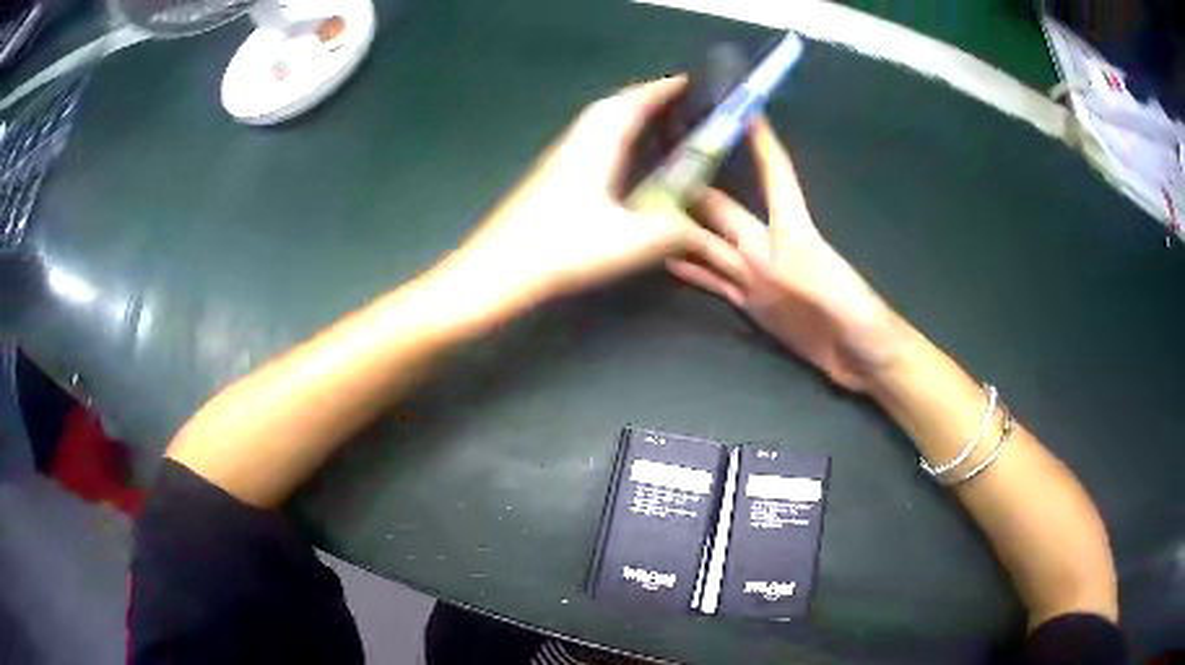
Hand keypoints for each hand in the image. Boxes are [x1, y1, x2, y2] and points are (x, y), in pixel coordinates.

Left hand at [441, 78, 743, 307]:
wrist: (497, 270)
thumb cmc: (563, 247)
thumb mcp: (632, 242)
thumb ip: (676, 234)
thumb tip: (709, 236)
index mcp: (598, 143)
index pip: (634, 102)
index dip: (664, 89)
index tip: (691, 82)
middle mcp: (577, 141)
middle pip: (614, 107)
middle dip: (648, 99)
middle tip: (680, 105)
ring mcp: (559, 159)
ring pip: (599, 124)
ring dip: (628, 118)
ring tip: (658, 127)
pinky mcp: (550, 178)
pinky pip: (590, 143)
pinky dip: (614, 139)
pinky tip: (623, 162)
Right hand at [667, 118, 912, 392]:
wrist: (864, 361)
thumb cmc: (865, 325)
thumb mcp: (850, 302)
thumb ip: (821, 279)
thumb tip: (790, 260)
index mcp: (796, 236)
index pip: (776, 177)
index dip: (760, 143)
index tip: (740, 109)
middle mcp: (770, 249)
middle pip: (726, 212)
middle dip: (698, 185)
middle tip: (658, 165)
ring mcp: (758, 278)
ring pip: (712, 246)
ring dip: (684, 229)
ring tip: (648, 211)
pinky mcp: (753, 306)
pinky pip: (715, 283)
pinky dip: (691, 271)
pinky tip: (667, 260)